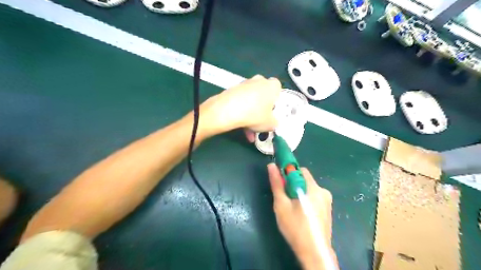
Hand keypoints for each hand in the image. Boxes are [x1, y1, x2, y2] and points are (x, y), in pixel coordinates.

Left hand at [201, 74, 282, 135]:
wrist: (228, 110)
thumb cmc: (255, 114)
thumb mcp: (270, 124)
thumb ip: (274, 123)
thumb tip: (273, 123)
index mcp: (272, 85)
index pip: (278, 89)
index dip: (275, 100)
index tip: (272, 112)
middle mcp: (259, 81)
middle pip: (263, 95)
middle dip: (261, 110)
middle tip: (260, 123)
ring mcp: (244, 84)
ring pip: (251, 101)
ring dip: (250, 115)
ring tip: (249, 133)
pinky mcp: (232, 90)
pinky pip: (241, 102)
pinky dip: (241, 113)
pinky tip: (241, 128)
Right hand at [266, 164, 337, 268]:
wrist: (314, 253)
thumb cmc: (295, 228)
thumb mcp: (282, 205)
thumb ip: (277, 184)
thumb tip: (271, 166)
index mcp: (313, 188)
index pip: (300, 170)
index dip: (288, 173)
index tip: (280, 182)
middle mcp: (323, 191)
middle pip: (304, 179)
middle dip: (293, 184)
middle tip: (284, 198)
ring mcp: (327, 201)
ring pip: (308, 188)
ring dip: (298, 192)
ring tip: (291, 208)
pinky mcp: (327, 209)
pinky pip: (313, 197)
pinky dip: (305, 199)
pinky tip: (300, 213)